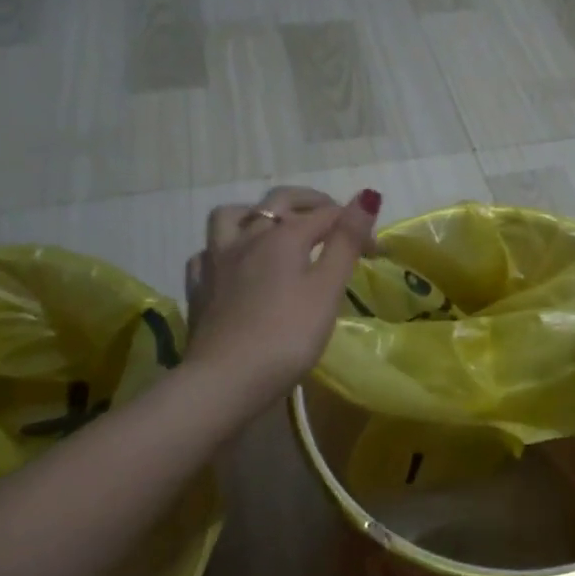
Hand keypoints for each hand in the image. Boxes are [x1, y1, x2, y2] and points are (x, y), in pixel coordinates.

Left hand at [183, 185, 381, 407]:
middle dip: (310, 202)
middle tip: (332, 217)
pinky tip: (236, 264)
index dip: (355, 226)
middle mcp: (248, 237)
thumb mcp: (327, 290)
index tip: (376, 253)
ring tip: (275, 228)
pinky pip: (208, 252)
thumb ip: (346, 242)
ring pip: (232, 216)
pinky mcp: (198, 288)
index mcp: (283, 236)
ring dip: (257, 214)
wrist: (224, 380)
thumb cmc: (287, 337)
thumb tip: (366, 195)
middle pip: (279, 201)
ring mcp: (217, 261)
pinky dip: (226, 249)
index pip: (328, 216)